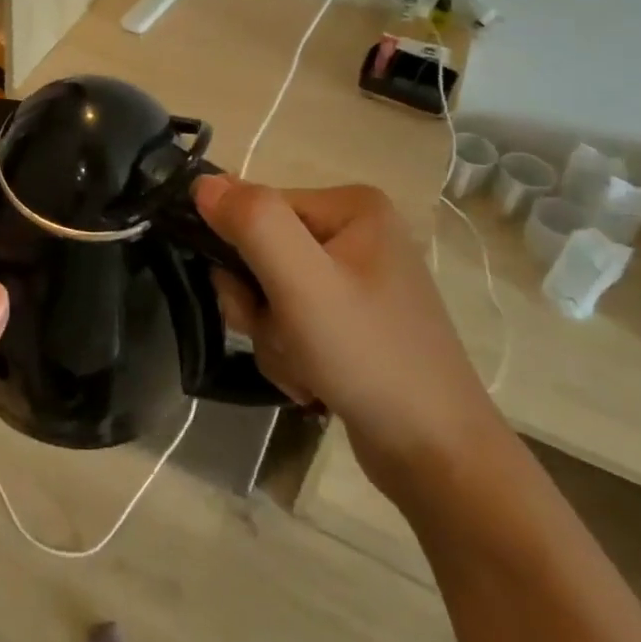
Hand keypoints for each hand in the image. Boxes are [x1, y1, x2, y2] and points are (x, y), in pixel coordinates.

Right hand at [193, 176, 507, 502]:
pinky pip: (293, 320)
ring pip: (271, 292)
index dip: (240, 258)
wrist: (439, 459)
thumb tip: (201, 182)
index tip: (254, 305)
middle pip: (262, 252)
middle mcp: (356, 232)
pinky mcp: (353, 318)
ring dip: (272, 335)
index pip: (257, 211)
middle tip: (285, 340)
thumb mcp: (302, 283)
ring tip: (305, 369)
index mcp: (351, 206)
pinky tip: (315, 381)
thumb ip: (251, 223)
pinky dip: (290, 353)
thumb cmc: (370, 358)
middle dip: (259, 306)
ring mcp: (356, 278)